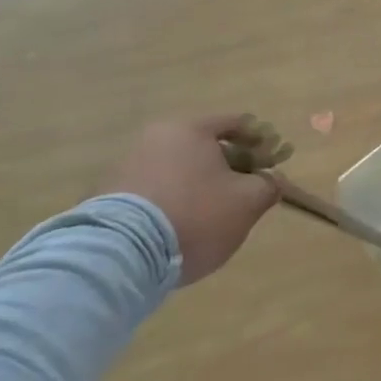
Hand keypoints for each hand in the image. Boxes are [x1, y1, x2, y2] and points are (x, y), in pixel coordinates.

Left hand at [103, 116, 281, 283]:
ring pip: (177, 168)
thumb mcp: (247, 203)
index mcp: (191, 129)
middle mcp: (156, 137)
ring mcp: (127, 165)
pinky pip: (153, 190)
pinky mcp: (107, 196)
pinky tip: (179, 226)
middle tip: (245, 190)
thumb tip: (273, 180)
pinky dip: (171, 200)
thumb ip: (268, 186)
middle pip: (204, 145)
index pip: (235, 123)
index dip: (260, 141)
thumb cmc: (195, 216)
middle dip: (228, 165)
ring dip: (198, 184)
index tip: (272, 162)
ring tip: (212, 214)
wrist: (119, 257)